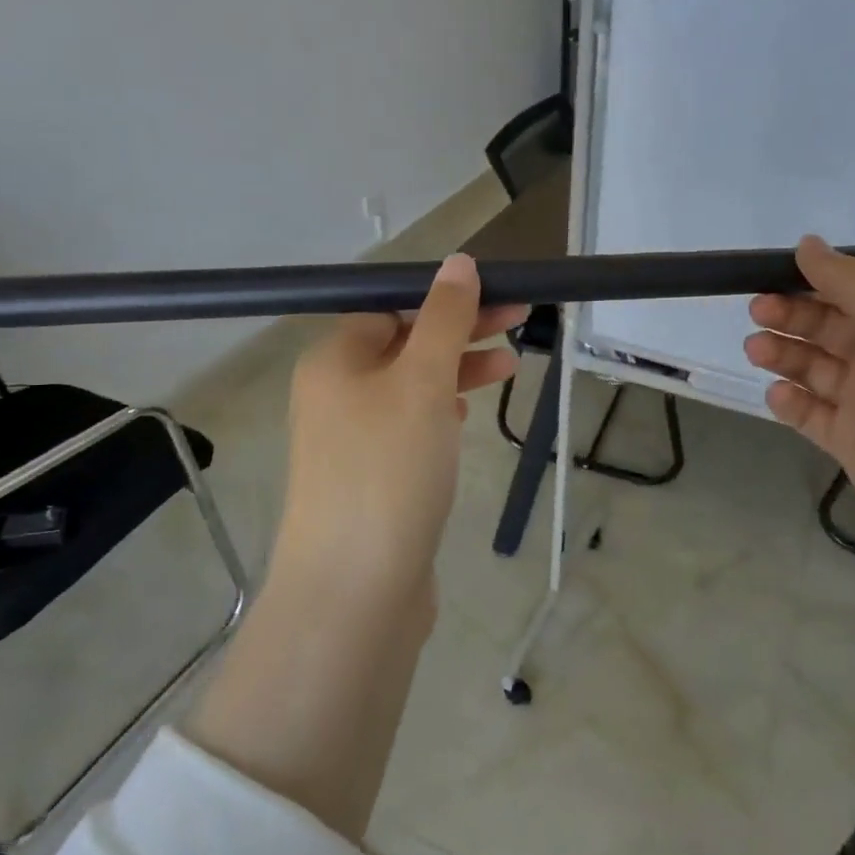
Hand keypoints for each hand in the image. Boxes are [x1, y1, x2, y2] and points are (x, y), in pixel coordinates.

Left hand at [273, 254, 524, 605]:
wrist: (356, 591)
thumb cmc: (389, 469)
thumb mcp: (422, 381)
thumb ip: (444, 319)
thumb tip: (458, 262)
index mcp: (334, 361)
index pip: (393, 309)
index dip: (447, 299)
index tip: (501, 297)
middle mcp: (335, 395)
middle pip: (405, 345)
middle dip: (461, 332)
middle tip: (520, 320)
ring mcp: (351, 441)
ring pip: (412, 387)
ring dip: (458, 371)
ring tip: (510, 367)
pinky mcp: (372, 479)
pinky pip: (410, 428)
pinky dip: (441, 413)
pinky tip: (468, 416)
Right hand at [745, 235, 854, 585]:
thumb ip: (851, 284)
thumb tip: (808, 243)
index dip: (815, 282)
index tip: (771, 276)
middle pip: (833, 327)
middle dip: (793, 316)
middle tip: (757, 313)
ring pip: (818, 368)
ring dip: (786, 355)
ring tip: (755, 350)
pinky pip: (814, 414)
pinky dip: (793, 402)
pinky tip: (778, 396)